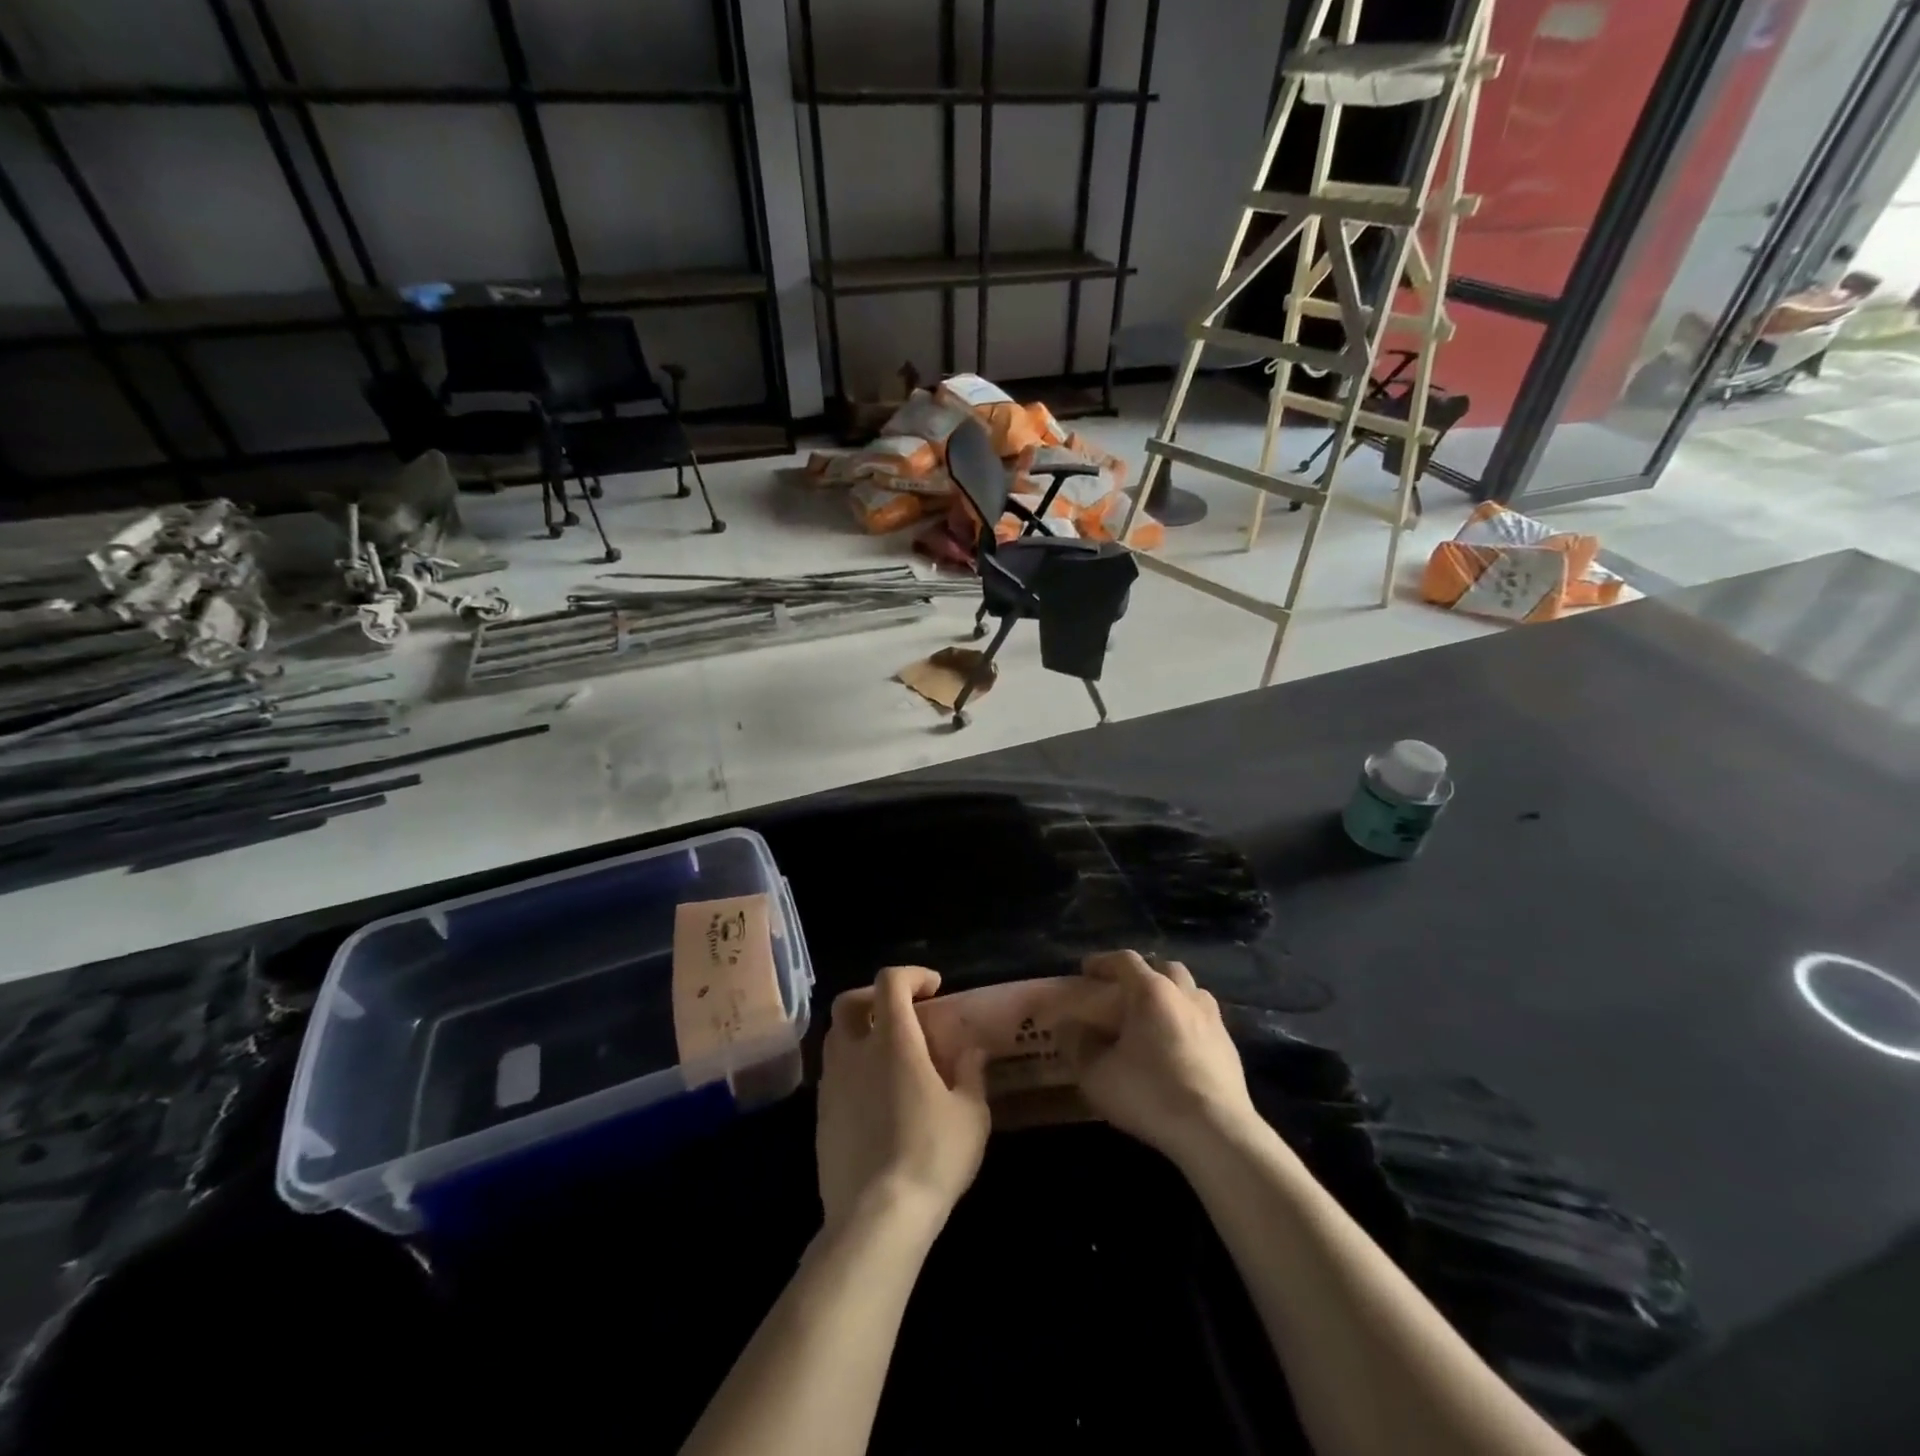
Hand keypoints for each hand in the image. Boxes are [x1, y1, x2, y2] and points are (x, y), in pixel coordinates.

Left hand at [817, 966, 989, 1234]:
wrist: (876, 1219)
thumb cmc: (932, 1156)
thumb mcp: (971, 1115)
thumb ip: (971, 1073)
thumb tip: (970, 1050)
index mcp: (893, 1040)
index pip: (890, 982)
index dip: (912, 975)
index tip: (933, 989)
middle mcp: (854, 1052)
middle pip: (848, 1002)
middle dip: (874, 996)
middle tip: (902, 1012)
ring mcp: (831, 1085)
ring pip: (835, 1038)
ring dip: (860, 1033)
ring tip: (888, 1055)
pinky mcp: (820, 1117)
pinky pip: (833, 1075)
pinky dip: (852, 1069)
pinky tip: (875, 1097)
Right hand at [1075, 951, 1257, 1159]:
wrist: (1216, 1132)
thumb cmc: (1150, 1094)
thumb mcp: (1097, 1075)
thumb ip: (1077, 1046)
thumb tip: (1069, 1028)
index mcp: (1152, 992)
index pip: (1125, 960)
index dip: (1103, 962)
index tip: (1086, 970)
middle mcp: (1185, 996)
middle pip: (1165, 969)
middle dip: (1144, 974)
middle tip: (1125, 993)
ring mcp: (1213, 1020)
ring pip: (1191, 992)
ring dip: (1171, 996)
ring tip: (1154, 1018)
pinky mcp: (1230, 1048)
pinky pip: (1205, 1021)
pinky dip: (1188, 1023)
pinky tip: (1178, 1048)